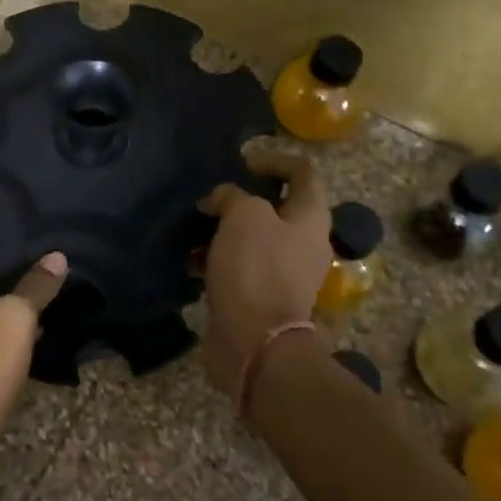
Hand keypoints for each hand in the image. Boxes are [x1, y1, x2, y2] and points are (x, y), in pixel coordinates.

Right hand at [197, 150, 331, 403]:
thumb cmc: (255, 268)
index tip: (241, 163)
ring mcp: (283, 272)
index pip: (303, 172)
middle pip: (275, 207)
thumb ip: (232, 195)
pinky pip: (238, 267)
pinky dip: (215, 260)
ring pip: (252, 239)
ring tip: (191, 232)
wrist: (255, 341)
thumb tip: (220, 200)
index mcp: (310, 218)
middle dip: (240, 200)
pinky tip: (190, 264)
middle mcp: (303, 242)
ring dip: (222, 231)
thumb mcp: (243, 215)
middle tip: (210, 199)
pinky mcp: (260, 296)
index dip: (274, 159)